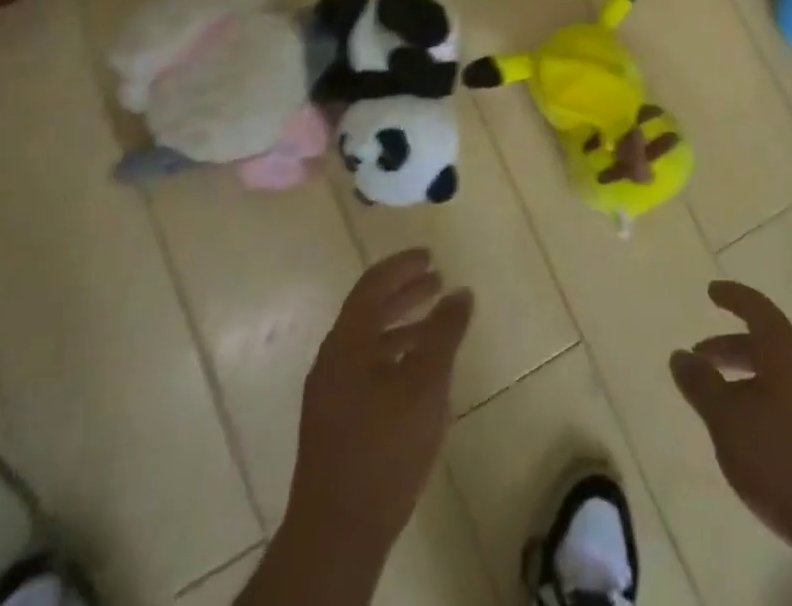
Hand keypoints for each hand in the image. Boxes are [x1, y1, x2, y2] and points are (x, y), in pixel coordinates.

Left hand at [290, 249, 472, 556]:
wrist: (337, 535)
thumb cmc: (383, 449)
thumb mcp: (425, 384)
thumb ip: (444, 333)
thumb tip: (461, 292)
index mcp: (346, 344)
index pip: (372, 286)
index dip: (402, 266)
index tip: (431, 256)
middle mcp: (332, 362)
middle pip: (368, 311)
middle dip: (404, 293)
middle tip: (438, 280)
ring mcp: (330, 395)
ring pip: (369, 343)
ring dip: (402, 325)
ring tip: (436, 323)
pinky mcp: (336, 423)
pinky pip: (367, 369)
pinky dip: (395, 355)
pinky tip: (418, 371)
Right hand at [670, 281, 791, 560]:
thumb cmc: (783, 458)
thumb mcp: (729, 421)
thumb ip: (702, 386)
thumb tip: (680, 355)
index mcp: (787, 353)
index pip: (758, 309)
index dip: (733, 297)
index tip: (712, 292)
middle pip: (765, 343)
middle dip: (730, 347)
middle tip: (700, 358)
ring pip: (776, 373)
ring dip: (744, 377)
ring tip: (718, 400)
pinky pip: (788, 398)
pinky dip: (762, 398)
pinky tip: (747, 429)